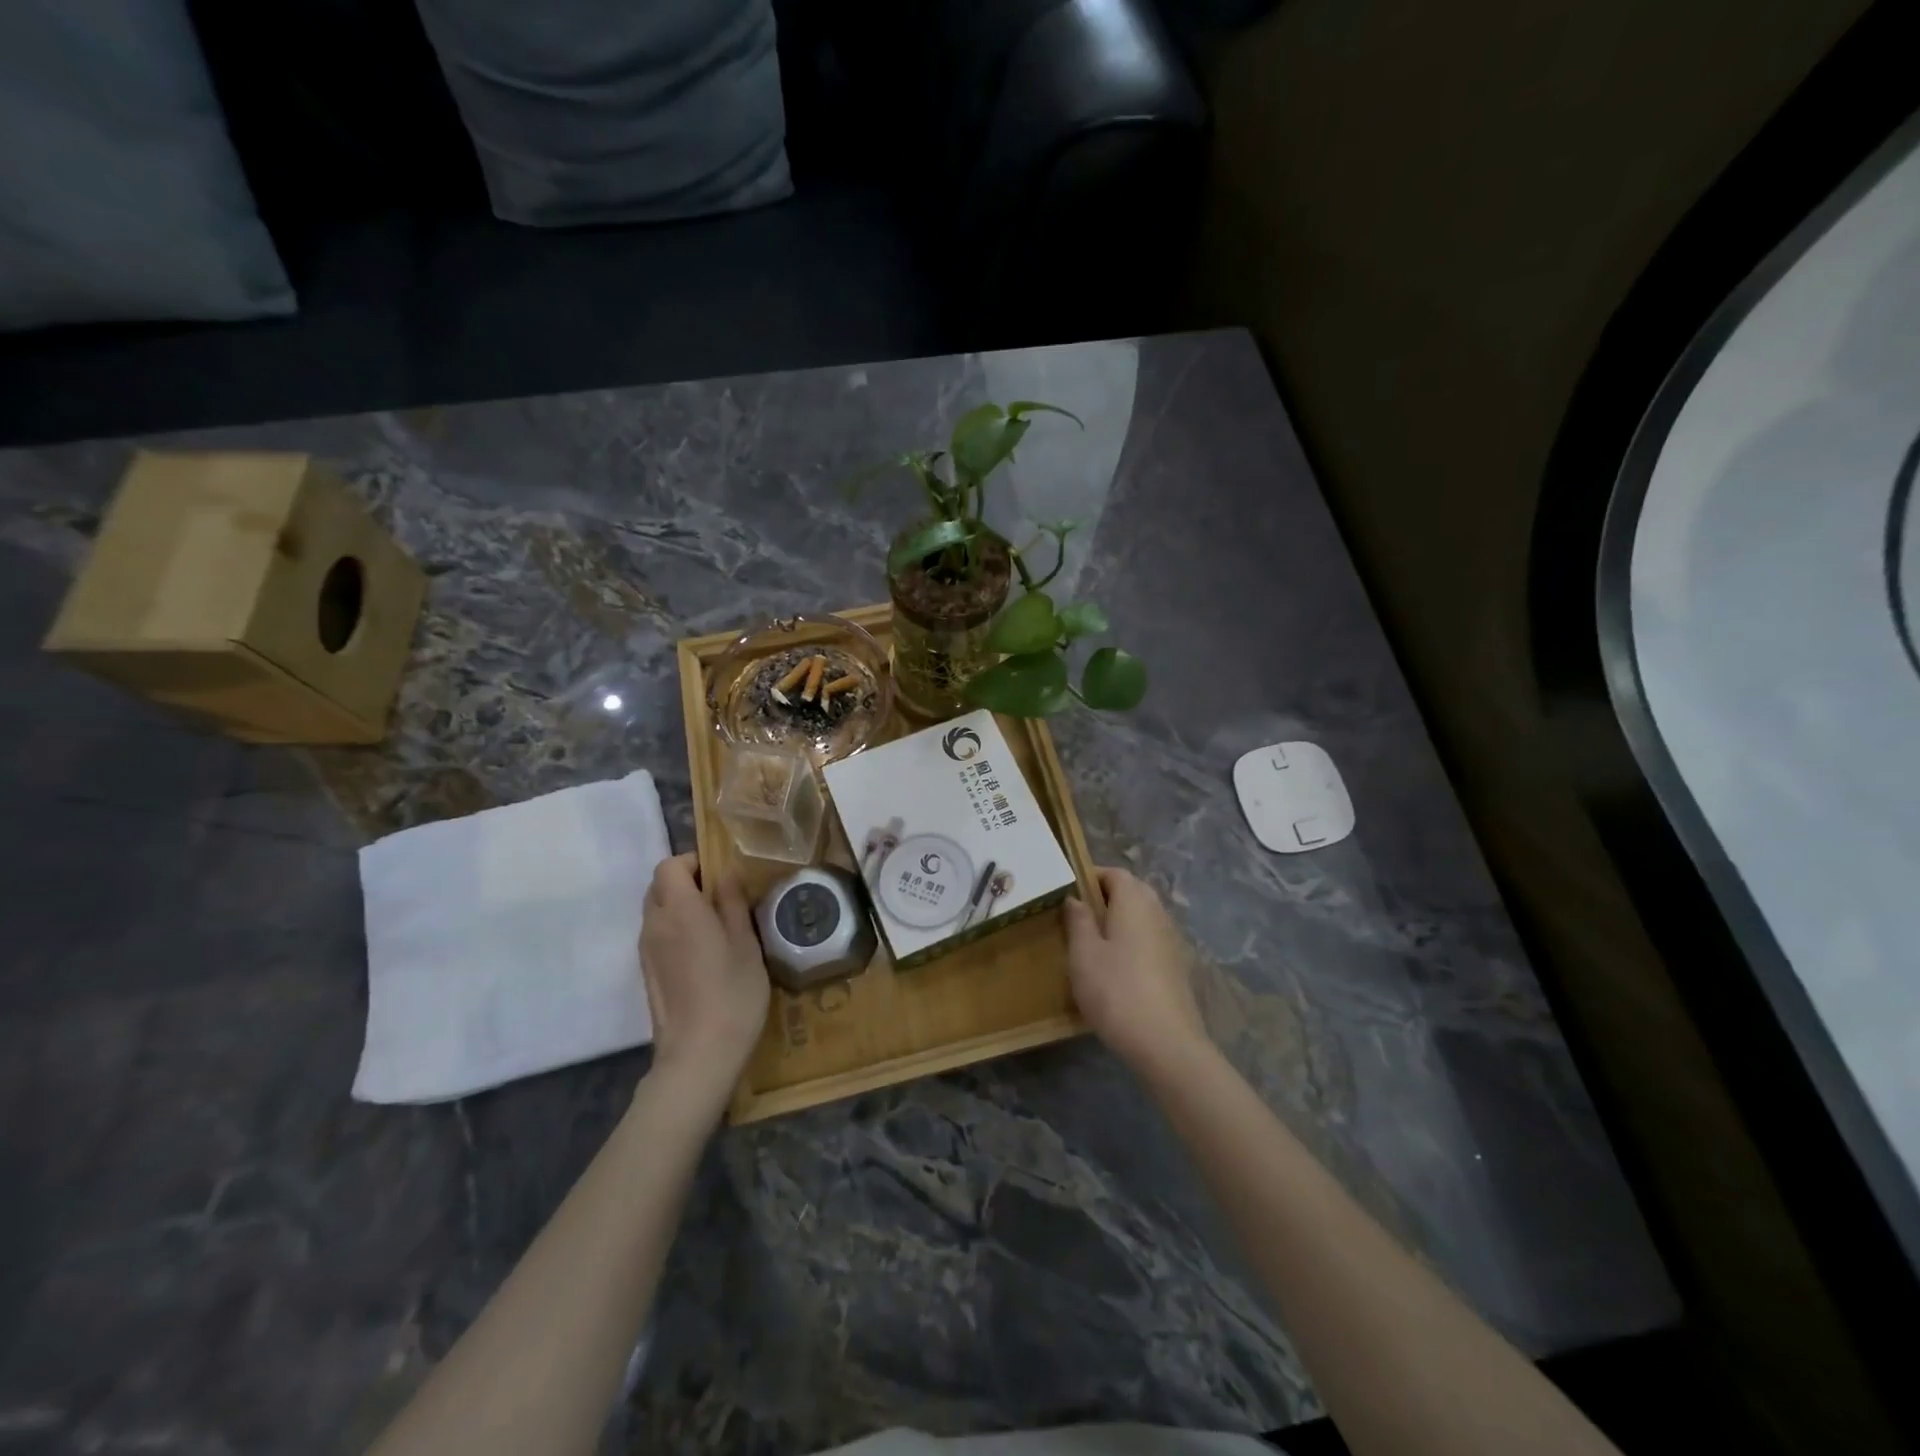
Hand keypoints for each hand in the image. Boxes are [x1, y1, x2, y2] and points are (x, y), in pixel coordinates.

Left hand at [640, 854, 769, 1099]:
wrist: (699, 1055)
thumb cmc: (732, 993)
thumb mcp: (746, 943)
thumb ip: (733, 904)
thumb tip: (726, 874)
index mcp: (680, 910)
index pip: (669, 866)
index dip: (693, 862)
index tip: (721, 876)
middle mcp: (655, 925)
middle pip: (658, 886)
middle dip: (686, 882)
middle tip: (721, 899)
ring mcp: (647, 951)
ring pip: (656, 911)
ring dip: (680, 907)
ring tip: (716, 927)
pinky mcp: (648, 974)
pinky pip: (657, 936)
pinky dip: (675, 931)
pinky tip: (703, 954)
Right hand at [1063, 866, 1209, 1078]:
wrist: (1166, 1043)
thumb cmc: (1116, 990)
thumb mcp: (1083, 954)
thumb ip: (1078, 920)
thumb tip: (1075, 898)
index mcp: (1134, 901)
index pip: (1115, 873)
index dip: (1091, 876)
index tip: (1067, 891)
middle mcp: (1158, 913)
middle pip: (1132, 892)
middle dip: (1105, 898)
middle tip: (1076, 916)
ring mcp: (1171, 940)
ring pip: (1142, 917)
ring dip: (1119, 921)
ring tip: (1092, 943)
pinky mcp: (1177, 966)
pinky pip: (1150, 940)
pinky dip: (1132, 943)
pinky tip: (1116, 968)